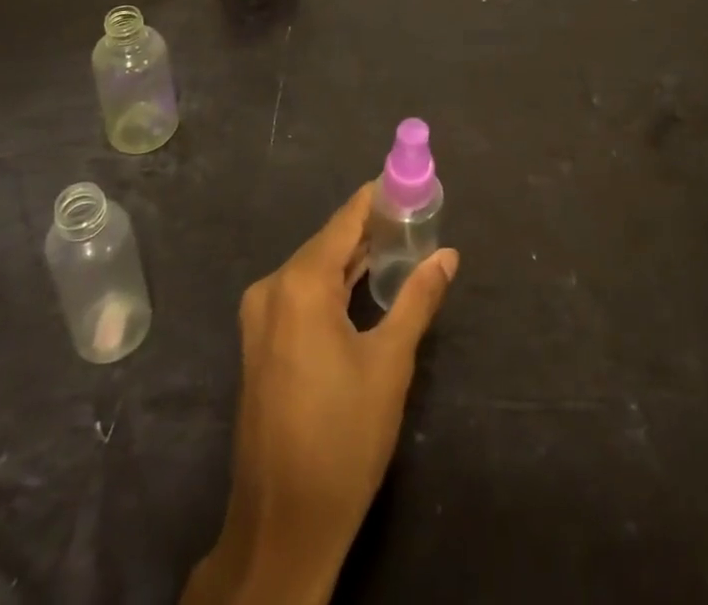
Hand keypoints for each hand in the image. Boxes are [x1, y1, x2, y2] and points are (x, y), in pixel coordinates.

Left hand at [182, 184, 458, 604]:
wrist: (282, 525)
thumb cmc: (342, 438)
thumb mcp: (390, 364)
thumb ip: (418, 299)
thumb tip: (447, 254)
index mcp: (300, 284)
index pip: (346, 219)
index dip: (378, 197)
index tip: (411, 181)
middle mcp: (273, 288)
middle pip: (330, 241)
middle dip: (372, 228)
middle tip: (417, 216)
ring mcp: (260, 316)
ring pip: (315, 268)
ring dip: (354, 257)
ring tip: (401, 243)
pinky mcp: (260, 341)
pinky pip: (302, 293)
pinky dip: (334, 283)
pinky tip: (365, 283)